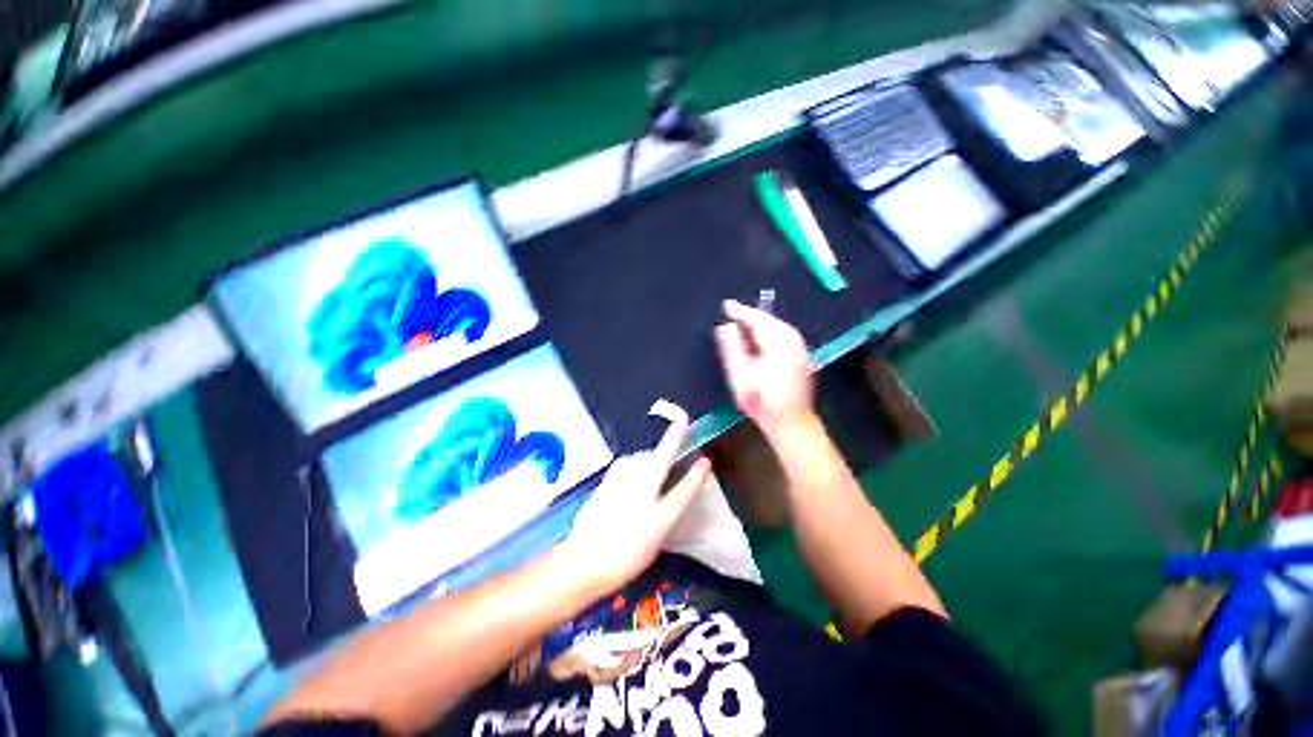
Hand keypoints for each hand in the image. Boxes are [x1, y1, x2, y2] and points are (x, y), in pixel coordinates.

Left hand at [560, 401, 711, 593]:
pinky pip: (624, 463)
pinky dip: (632, 463)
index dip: (696, 475)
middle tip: (682, 422)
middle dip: (674, 438)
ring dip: (649, 455)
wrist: (582, 562)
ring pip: (640, 457)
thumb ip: (663, 519)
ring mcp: (622, 486)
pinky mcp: (606, 482)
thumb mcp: (652, 546)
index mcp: (659, 519)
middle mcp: (642, 497)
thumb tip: (667, 499)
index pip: (684, 492)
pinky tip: (631, 469)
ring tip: (651, 460)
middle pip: (661, 460)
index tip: (705, 460)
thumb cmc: (622, 562)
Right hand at [714, 299, 815, 436]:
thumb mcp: (740, 377)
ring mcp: (801, 349)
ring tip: (745, 320)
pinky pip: (786, 333)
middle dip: (752, 314)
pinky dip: (772, 329)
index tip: (727, 305)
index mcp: (778, 346)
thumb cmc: (761, 402)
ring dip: (762, 321)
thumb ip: (732, 349)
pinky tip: (763, 334)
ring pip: (780, 326)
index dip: (741, 311)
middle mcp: (793, 342)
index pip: (758, 320)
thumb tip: (726, 326)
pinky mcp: (803, 356)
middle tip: (734, 311)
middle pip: (771, 320)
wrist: (791, 423)